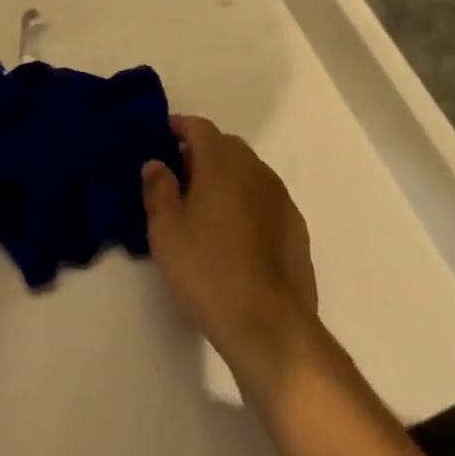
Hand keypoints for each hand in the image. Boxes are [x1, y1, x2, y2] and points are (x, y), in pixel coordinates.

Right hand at [142, 115, 318, 399]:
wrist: (272, 328)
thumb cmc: (209, 270)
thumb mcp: (165, 230)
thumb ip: (158, 189)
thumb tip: (157, 163)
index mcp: (222, 161)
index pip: (199, 127)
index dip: (179, 127)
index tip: (162, 137)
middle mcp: (255, 169)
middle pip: (226, 146)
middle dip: (202, 153)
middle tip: (179, 178)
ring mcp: (281, 199)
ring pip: (248, 173)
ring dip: (226, 179)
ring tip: (205, 209)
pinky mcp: (297, 230)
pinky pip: (265, 201)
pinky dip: (247, 204)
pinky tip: (235, 236)